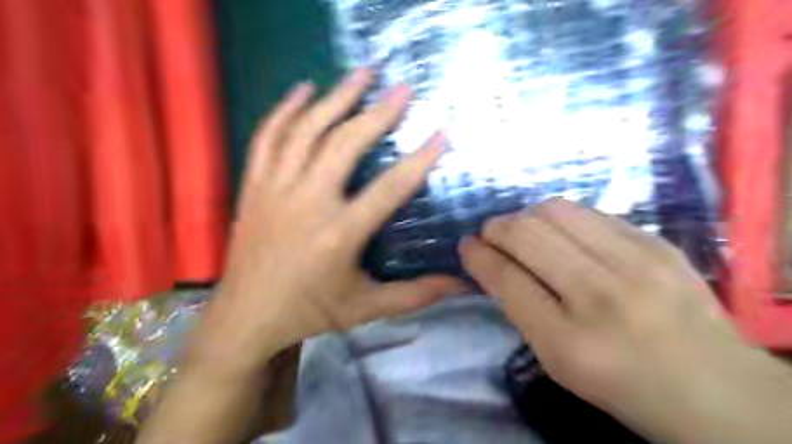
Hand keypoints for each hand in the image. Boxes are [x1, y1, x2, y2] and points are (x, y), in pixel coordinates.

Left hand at [195, 67, 461, 373]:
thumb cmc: (310, 311)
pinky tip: (304, 90)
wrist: (246, 315)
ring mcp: (276, 189)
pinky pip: (268, 138)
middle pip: (345, 144)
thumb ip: (416, 293)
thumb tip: (461, 285)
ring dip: (336, 98)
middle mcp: (307, 202)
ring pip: (307, 131)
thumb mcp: (367, 307)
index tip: (440, 133)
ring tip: (361, 73)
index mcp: (339, 234)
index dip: (419, 159)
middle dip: (378, 113)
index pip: (389, 188)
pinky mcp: (255, 185)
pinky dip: (285, 110)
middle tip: (402, 89)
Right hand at [462, 197, 791, 443]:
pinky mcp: (657, 242)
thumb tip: (492, 262)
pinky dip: (561, 218)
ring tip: (522, 229)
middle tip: (490, 234)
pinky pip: (589, 212)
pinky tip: (561, 233)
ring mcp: (636, 263)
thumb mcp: (557, 361)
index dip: (478, 256)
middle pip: (526, 234)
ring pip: (554, 211)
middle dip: (495, 228)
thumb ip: (521, 310)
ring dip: (525, 215)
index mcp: (570, 343)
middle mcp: (601, 296)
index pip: (507, 279)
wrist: (716, 386)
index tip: (466, 245)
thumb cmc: (621, 383)